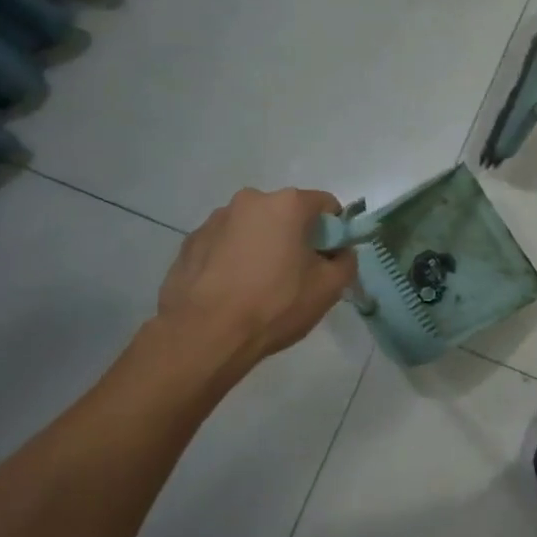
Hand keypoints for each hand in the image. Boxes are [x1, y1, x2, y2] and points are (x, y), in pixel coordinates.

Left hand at [157, 188, 356, 362]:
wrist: (204, 335)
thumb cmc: (275, 305)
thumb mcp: (329, 288)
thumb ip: (346, 261)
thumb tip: (339, 253)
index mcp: (286, 204)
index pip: (325, 205)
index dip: (334, 231)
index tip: (329, 259)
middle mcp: (249, 201)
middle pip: (286, 213)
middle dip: (295, 237)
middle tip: (296, 275)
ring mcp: (214, 220)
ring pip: (253, 228)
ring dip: (262, 246)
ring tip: (258, 285)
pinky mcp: (190, 243)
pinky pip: (224, 244)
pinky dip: (233, 258)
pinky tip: (231, 289)